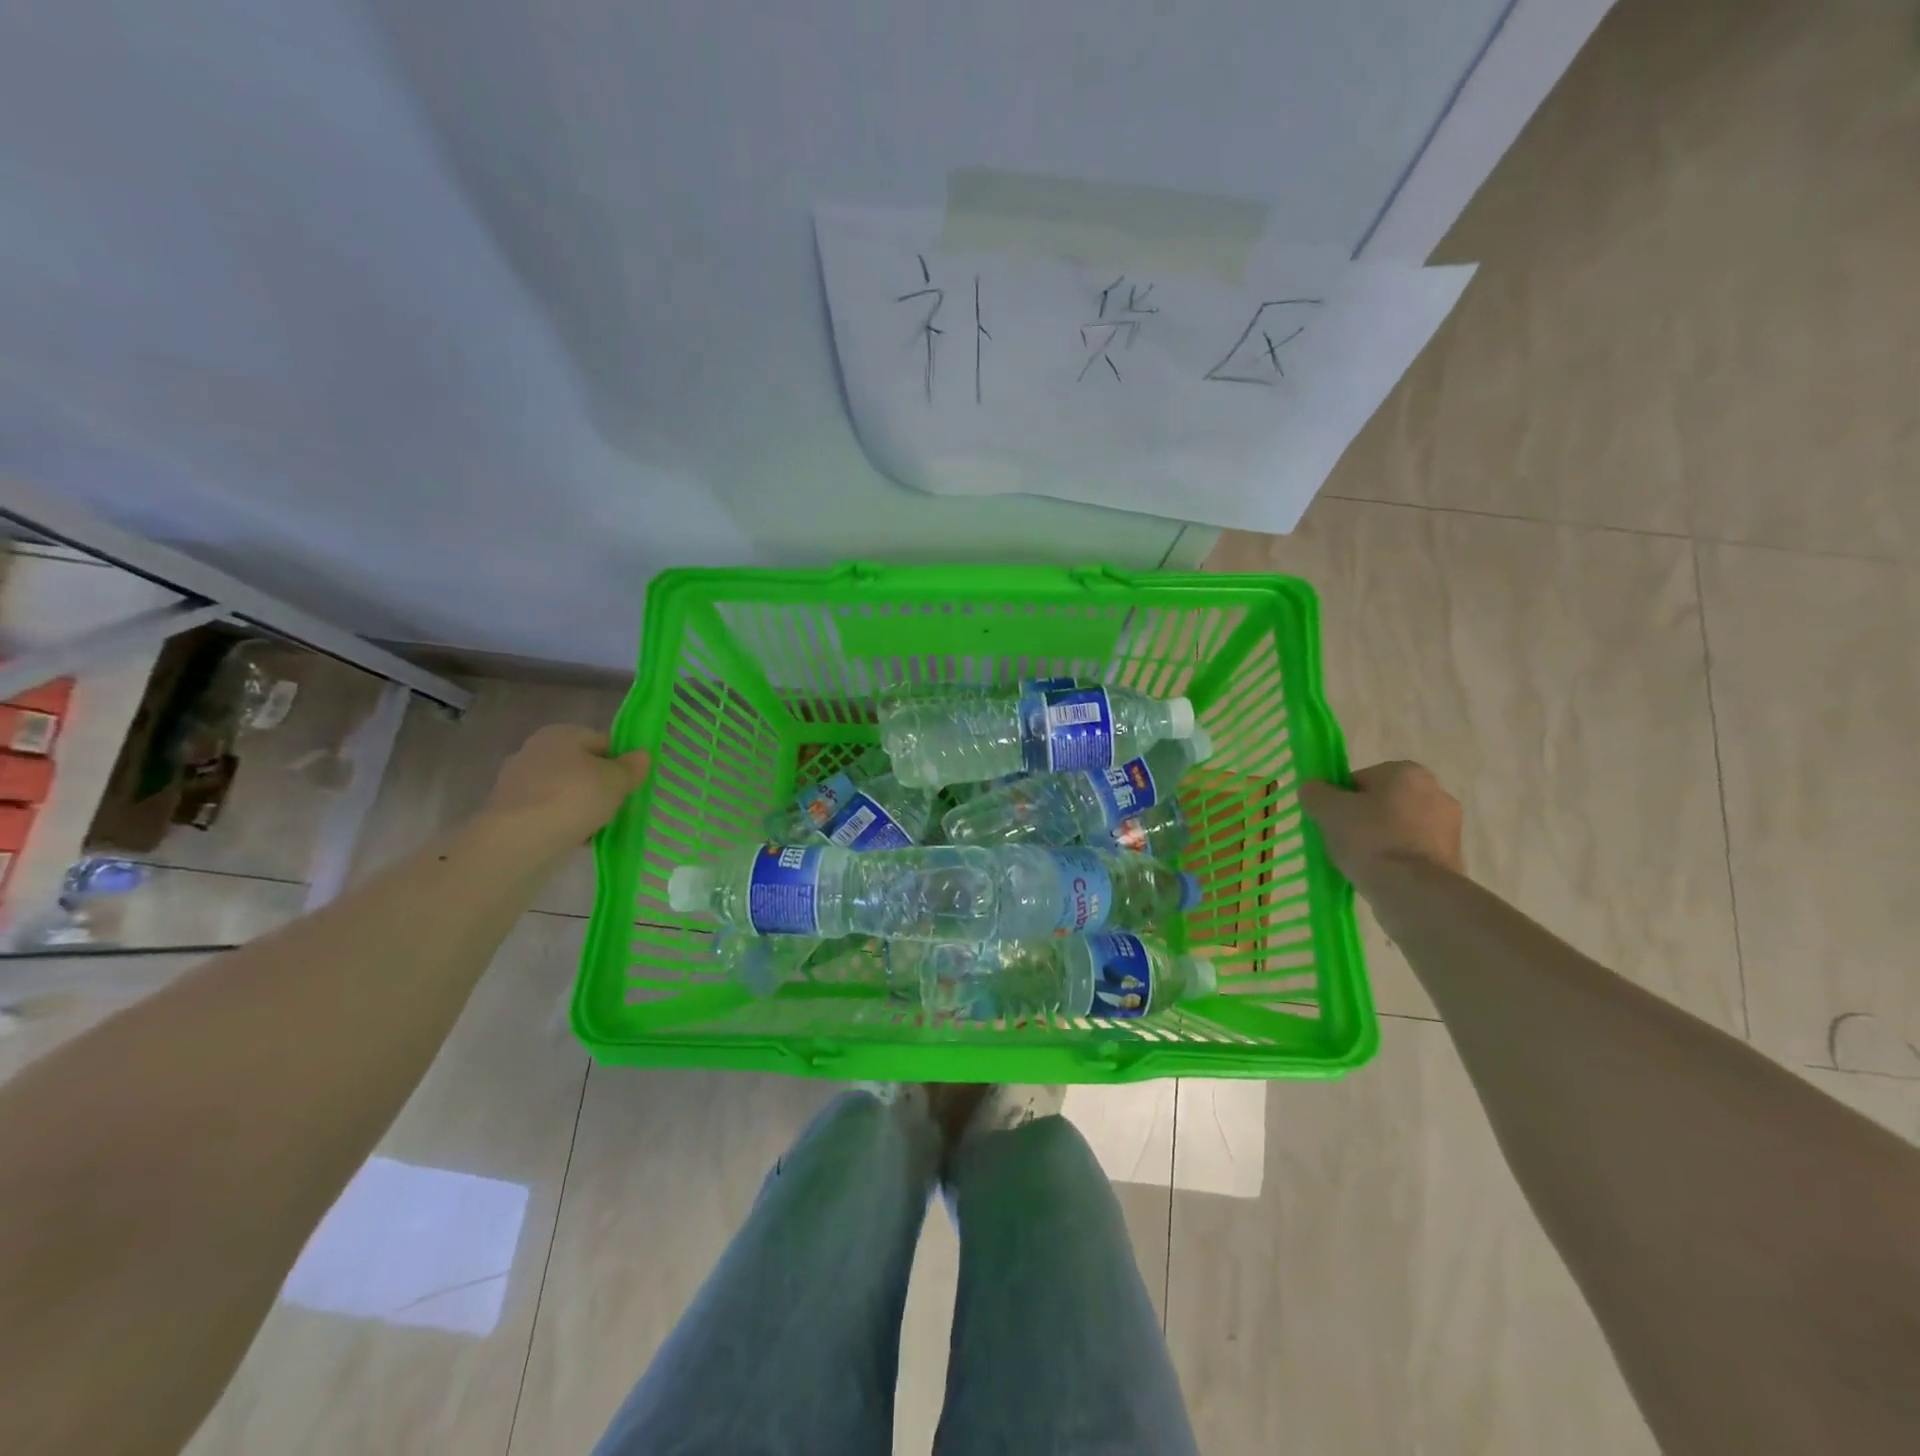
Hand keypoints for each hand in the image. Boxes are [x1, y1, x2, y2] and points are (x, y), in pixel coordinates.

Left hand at [481, 724, 650, 860]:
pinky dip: (564, 822)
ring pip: (566, 791)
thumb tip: (641, 755)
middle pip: (583, 767)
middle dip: (602, 785)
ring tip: (601, 826)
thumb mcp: (616, 780)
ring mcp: (519, 782)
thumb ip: (632, 767)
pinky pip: (549, 812)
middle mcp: (535, 751)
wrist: (517, 842)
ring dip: (583, 806)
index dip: (623, 762)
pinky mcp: (510, 812)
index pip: (604, 742)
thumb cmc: (572, 799)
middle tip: (620, 806)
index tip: (634, 784)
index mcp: (561, 734)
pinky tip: (577, 837)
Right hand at [1300, 761, 1464, 887]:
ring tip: (1358, 863)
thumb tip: (1313, 790)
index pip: (1360, 779)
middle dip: (1361, 819)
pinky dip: (1395, 860)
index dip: (1339, 799)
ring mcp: (1449, 827)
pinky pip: (1412, 852)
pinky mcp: (1453, 858)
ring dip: (1379, 841)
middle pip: (1381, 803)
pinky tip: (1379, 875)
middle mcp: (1436, 792)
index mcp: (1407, 772)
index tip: (1329, 820)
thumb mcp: (1328, 810)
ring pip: (1398, 829)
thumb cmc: (1370, 839)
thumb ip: (1316, 793)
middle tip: (1340, 841)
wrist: (1413, 891)